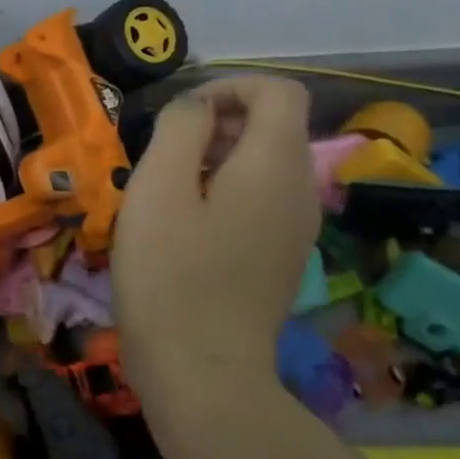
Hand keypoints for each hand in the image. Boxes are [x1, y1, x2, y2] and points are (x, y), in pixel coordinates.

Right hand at [114, 76, 319, 393]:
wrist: (201, 373)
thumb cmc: (171, 274)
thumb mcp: (159, 186)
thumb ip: (181, 128)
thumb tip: (195, 108)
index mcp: (277, 165)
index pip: (278, 91)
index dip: (229, 85)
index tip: (180, 114)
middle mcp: (300, 191)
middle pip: (273, 127)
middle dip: (218, 122)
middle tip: (163, 154)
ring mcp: (295, 230)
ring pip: (264, 166)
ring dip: (216, 159)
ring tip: (166, 191)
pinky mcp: (279, 260)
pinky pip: (259, 202)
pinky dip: (224, 193)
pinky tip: (183, 228)